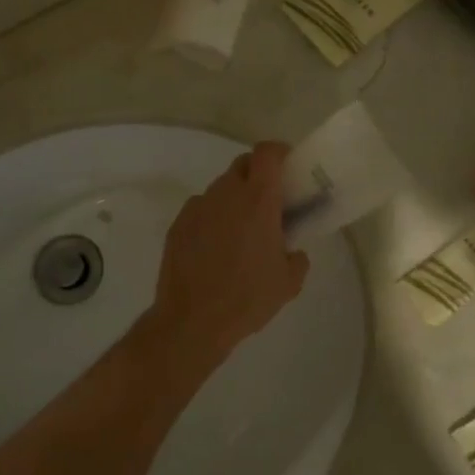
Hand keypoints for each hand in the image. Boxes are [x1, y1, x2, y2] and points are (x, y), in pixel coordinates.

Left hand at [144, 142, 309, 375]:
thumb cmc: (247, 298)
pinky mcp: (178, 225)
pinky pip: (201, 210)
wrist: (192, 321)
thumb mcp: (288, 282)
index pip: (267, 153)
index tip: (288, 167)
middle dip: (257, 175)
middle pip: (243, 165)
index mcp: (258, 200)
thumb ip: (296, 258)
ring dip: (234, 200)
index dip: (279, 153)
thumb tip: (291, 251)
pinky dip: (212, 219)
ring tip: (240, 233)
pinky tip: (215, 250)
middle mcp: (225, 194)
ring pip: (220, 189)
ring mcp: (197, 208)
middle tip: (269, 203)